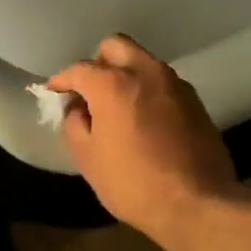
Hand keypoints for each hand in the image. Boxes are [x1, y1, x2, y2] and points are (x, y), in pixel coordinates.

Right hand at [48, 35, 243, 242]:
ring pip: (142, 62)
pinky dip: (146, 90)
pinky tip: (142, 119)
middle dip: (97, 63)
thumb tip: (78, 109)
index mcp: (114, 85)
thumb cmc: (132, 183)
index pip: (79, 69)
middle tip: (88, 92)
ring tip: (116, 108)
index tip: (54, 92)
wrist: (196, 203)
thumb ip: (74, 125)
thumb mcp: (87, 159)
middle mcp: (147, 73)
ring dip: (125, 75)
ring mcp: (175, 84)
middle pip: (115, 46)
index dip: (61, 80)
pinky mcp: (195, 101)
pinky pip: (162, 83)